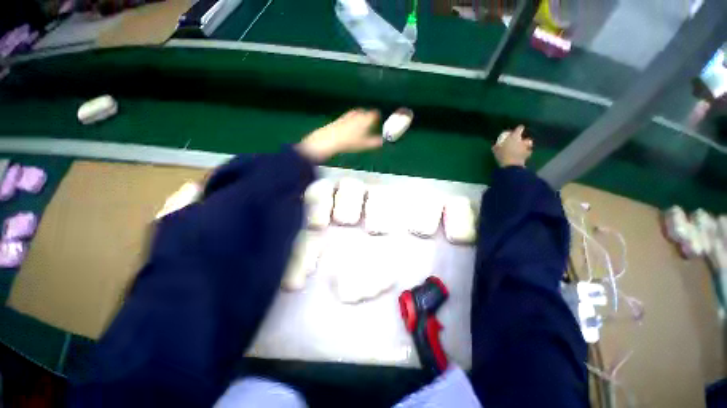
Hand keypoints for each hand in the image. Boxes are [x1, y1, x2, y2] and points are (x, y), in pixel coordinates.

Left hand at [296, 109, 383, 162]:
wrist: (330, 139)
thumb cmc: (350, 142)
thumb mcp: (365, 144)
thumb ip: (376, 142)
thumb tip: (383, 141)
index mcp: (366, 118)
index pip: (376, 113)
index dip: (379, 118)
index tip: (380, 124)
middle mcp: (359, 113)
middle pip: (367, 113)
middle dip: (370, 119)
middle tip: (371, 128)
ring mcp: (349, 114)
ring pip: (359, 115)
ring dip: (362, 120)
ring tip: (362, 130)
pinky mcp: (342, 118)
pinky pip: (352, 117)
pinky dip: (354, 121)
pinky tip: (352, 130)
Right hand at [492, 125, 532, 167]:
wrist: (511, 164)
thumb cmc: (502, 155)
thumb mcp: (496, 150)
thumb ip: (496, 146)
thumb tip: (494, 145)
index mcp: (514, 137)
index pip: (519, 129)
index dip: (518, 129)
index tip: (516, 130)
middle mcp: (522, 141)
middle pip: (526, 138)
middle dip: (524, 140)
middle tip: (519, 142)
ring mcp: (526, 148)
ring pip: (529, 145)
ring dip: (526, 146)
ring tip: (522, 149)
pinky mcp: (527, 156)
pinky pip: (528, 153)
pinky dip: (526, 154)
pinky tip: (522, 156)